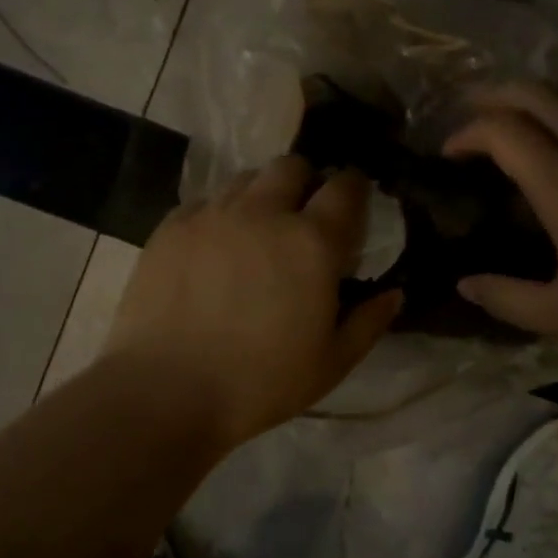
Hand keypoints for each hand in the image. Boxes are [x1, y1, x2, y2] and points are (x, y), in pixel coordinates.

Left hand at [102, 157, 402, 446]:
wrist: (164, 392)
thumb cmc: (259, 383)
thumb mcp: (331, 363)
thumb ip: (368, 322)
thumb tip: (393, 293)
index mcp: (312, 242)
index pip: (345, 187)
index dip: (354, 187)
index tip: (353, 202)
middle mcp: (264, 212)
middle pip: (292, 166)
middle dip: (305, 181)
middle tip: (302, 217)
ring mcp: (213, 214)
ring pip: (246, 178)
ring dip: (262, 195)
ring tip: (257, 231)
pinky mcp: (172, 226)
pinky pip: (205, 201)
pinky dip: (219, 214)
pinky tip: (214, 248)